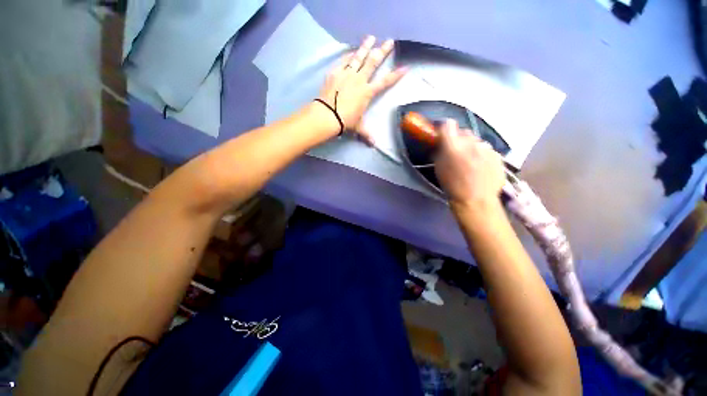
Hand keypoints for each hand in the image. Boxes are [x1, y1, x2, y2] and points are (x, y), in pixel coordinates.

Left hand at [318, 36, 406, 142]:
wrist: (327, 115)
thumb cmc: (345, 121)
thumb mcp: (358, 128)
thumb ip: (366, 134)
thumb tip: (373, 145)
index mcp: (367, 93)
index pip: (385, 82)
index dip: (396, 75)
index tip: (405, 67)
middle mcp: (359, 80)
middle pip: (373, 62)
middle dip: (382, 52)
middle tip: (389, 41)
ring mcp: (347, 74)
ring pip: (359, 57)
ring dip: (366, 47)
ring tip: (371, 37)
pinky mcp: (335, 72)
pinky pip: (344, 61)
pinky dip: (349, 55)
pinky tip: (352, 51)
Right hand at [435, 119, 504, 210]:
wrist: (476, 200)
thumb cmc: (452, 186)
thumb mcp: (439, 168)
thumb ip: (439, 152)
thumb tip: (439, 143)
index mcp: (453, 145)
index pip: (448, 124)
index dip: (444, 127)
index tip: (442, 134)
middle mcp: (471, 142)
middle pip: (464, 132)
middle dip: (458, 138)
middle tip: (456, 150)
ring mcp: (487, 148)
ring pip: (476, 141)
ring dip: (471, 147)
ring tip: (470, 160)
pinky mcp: (497, 155)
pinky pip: (487, 150)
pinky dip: (481, 154)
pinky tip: (480, 166)